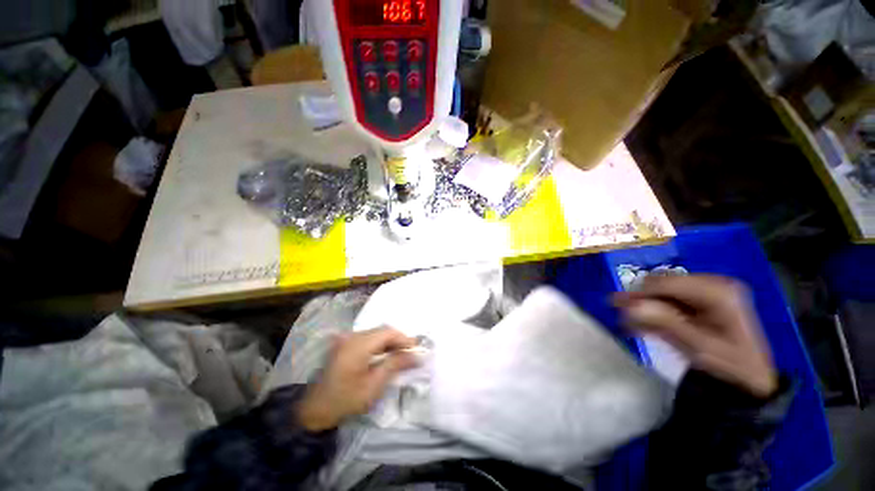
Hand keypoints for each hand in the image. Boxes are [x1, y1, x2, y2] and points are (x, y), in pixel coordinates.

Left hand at [297, 327, 417, 431]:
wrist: (315, 410)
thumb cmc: (346, 400)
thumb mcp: (374, 385)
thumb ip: (395, 364)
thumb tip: (416, 355)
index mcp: (358, 345)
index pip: (387, 332)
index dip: (404, 338)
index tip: (417, 349)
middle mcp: (351, 336)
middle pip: (382, 330)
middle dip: (398, 339)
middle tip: (411, 353)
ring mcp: (346, 339)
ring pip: (375, 333)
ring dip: (389, 341)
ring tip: (401, 354)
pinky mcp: (344, 344)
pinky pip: (367, 338)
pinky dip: (379, 344)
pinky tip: (385, 355)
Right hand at [613, 275, 776, 397]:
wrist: (750, 378)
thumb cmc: (730, 365)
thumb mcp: (698, 348)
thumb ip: (665, 324)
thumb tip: (628, 307)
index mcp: (718, 291)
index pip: (667, 283)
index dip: (639, 293)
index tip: (615, 304)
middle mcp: (711, 284)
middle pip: (663, 284)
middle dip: (640, 299)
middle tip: (619, 313)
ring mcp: (705, 291)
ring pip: (661, 292)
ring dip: (643, 305)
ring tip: (627, 321)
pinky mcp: (699, 300)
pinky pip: (668, 300)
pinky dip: (653, 310)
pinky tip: (640, 322)